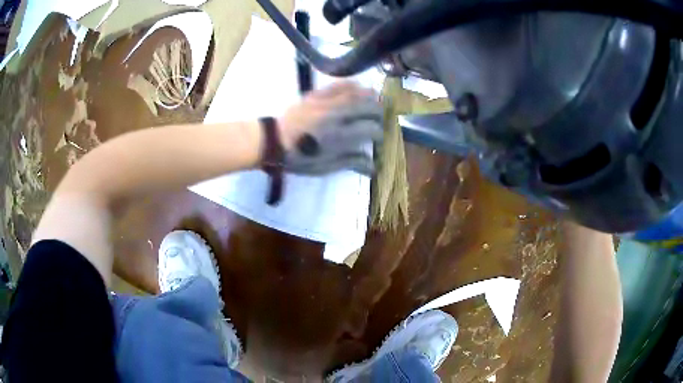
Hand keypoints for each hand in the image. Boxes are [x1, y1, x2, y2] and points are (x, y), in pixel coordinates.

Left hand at [277, 81, 383, 175]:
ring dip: (369, 95)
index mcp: (338, 137)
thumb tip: (373, 166)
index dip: (378, 133)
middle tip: (381, 117)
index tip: (378, 137)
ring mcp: (325, 102)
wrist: (272, 142)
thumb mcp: (325, 167)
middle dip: (379, 112)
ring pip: (355, 92)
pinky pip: (337, 84)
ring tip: (374, 100)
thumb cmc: (298, 158)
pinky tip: (357, 87)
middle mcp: (335, 116)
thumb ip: (350, 162)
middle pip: (367, 107)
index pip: (369, 130)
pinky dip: (351, 84)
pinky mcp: (315, 95)